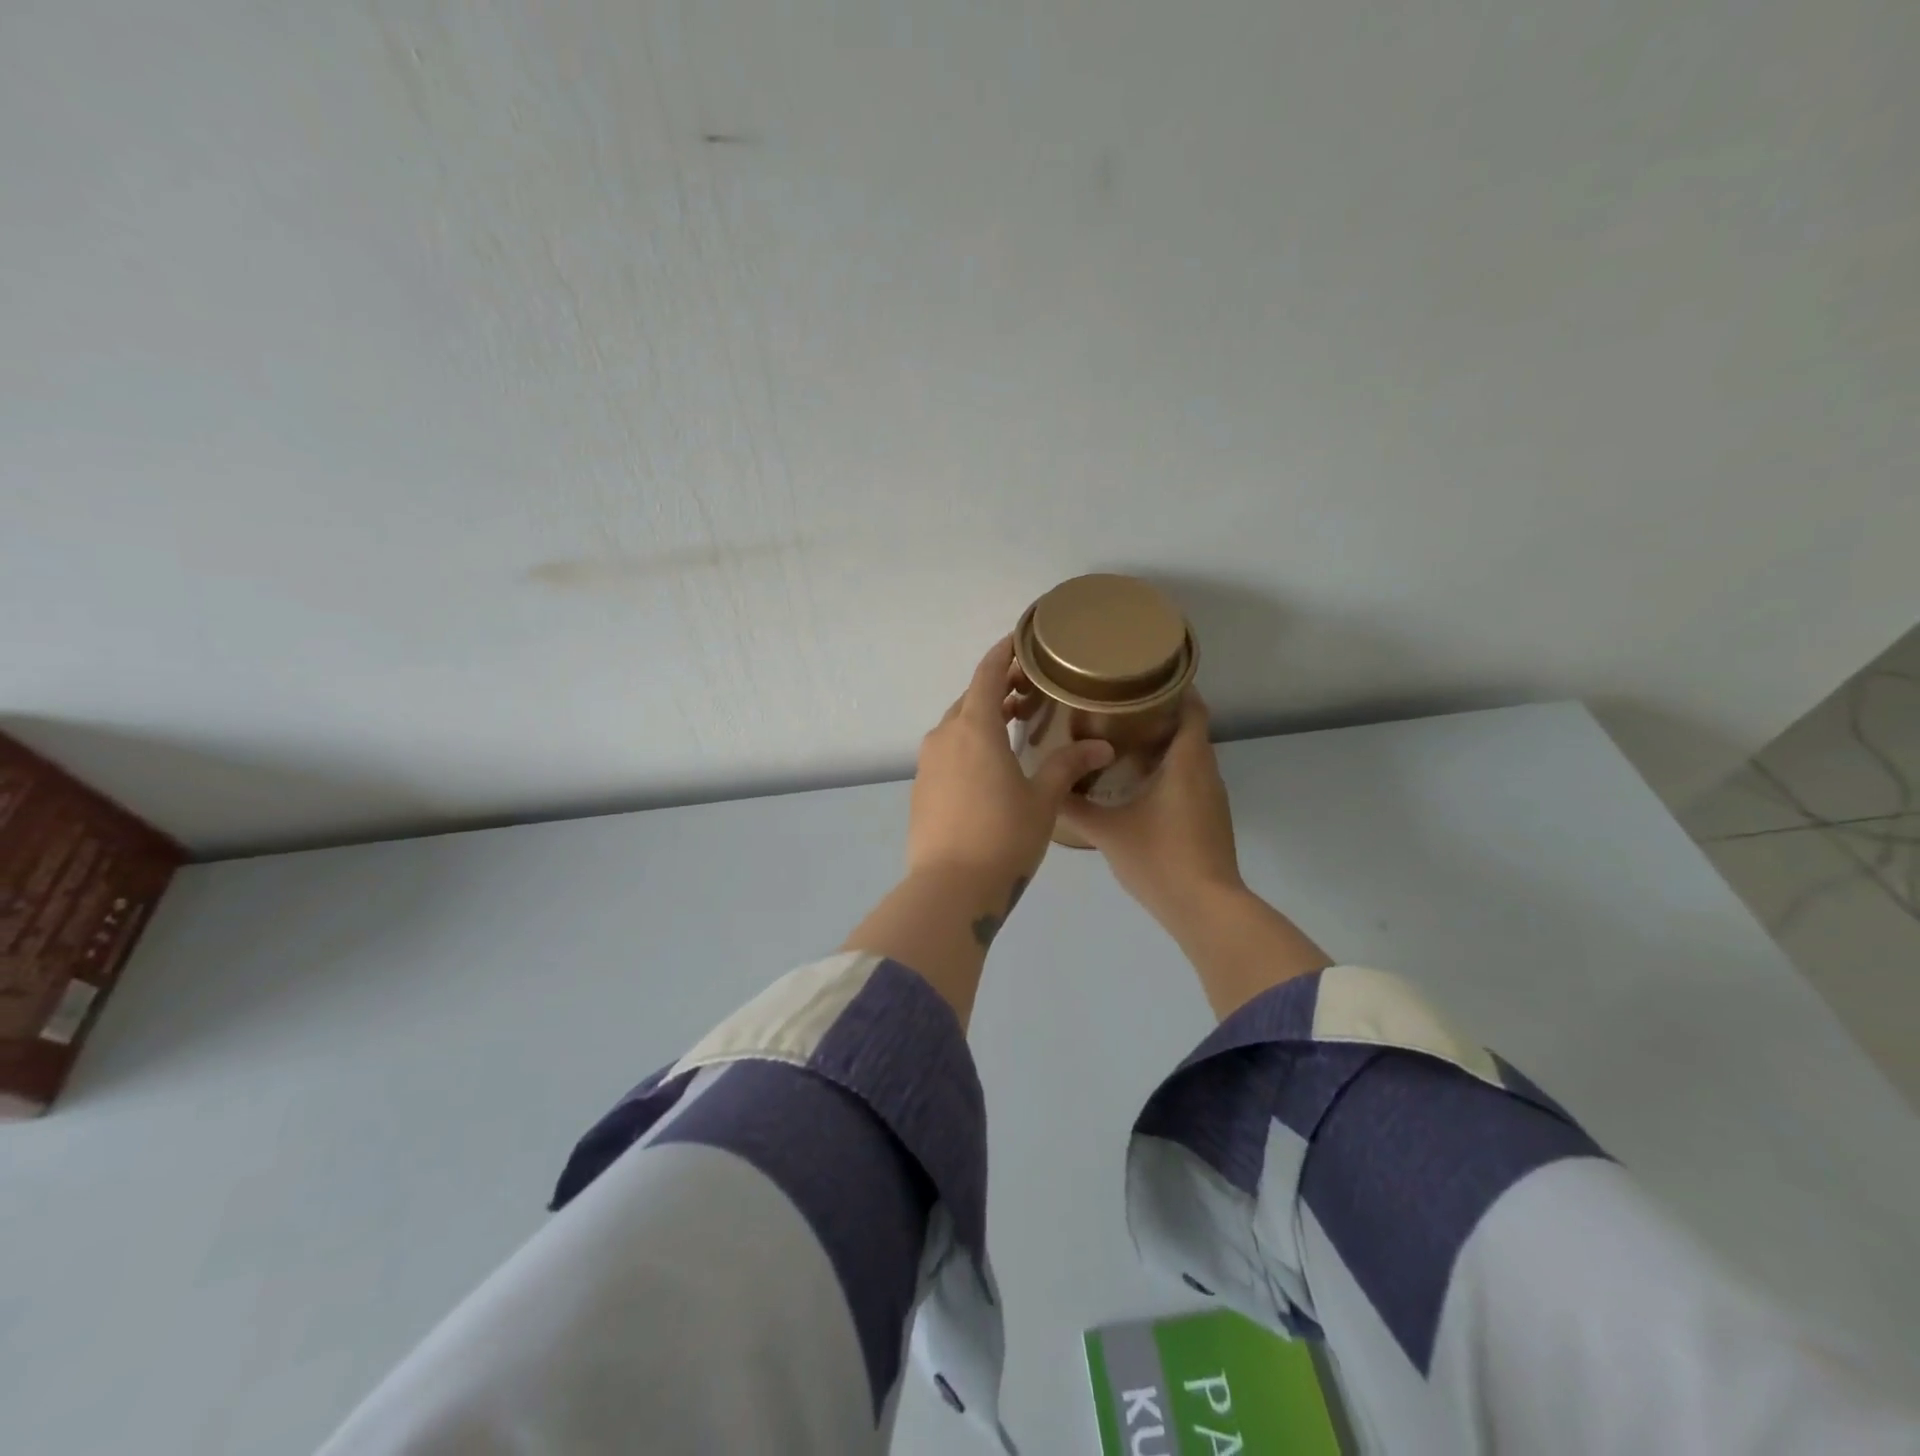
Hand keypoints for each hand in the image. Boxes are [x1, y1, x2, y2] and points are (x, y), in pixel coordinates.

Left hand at [909, 636, 1114, 885]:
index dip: (1004, 652)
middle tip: (1031, 692)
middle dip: (998, 688)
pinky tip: (990, 766)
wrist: (949, 888)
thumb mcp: (1042, 800)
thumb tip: (1101, 747)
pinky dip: (968, 744)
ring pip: (957, 726)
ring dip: (983, 718)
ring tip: (1015, 726)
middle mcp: (945, 736)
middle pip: (971, 698)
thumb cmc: (1003, 836)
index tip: (1022, 640)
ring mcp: (928, 763)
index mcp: (974, 727)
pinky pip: (947, 751)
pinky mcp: (921, 788)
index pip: (987, 673)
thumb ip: (1068, 766)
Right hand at [1058, 694, 1243, 929]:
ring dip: (1161, 744)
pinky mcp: (1209, 818)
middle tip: (1115, 706)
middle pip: (1188, 729)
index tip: (1140, 678)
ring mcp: (1211, 797)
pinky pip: (1189, 779)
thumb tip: (1048, 787)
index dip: (1173, 688)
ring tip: (1119, 737)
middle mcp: (1206, 772)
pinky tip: (1135, 781)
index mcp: (1187, 762)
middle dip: (1157, 714)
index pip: (1192, 708)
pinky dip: (1167, 770)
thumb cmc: (1159, 859)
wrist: (1205, 908)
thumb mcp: (1108, 831)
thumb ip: (1075, 807)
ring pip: (1189, 756)